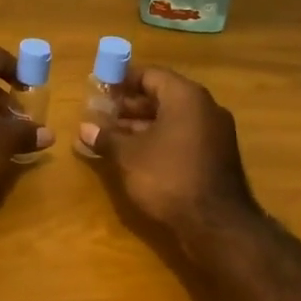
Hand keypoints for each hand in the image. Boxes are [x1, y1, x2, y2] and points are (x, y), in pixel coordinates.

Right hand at [78, 66, 258, 246]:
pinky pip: (182, 137)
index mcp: (185, 97)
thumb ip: (106, 137)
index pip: (150, 75)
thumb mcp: (128, 156)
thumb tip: (84, 128)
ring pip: (172, 118)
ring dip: (141, 124)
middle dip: (129, 105)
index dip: (122, 80)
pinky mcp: (216, 156)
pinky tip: (135, 154)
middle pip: (162, 96)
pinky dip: (159, 139)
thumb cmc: (168, 178)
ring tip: (111, 135)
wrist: (217, 226)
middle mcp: (204, 108)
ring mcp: (214, 133)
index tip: (99, 88)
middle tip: (101, 113)